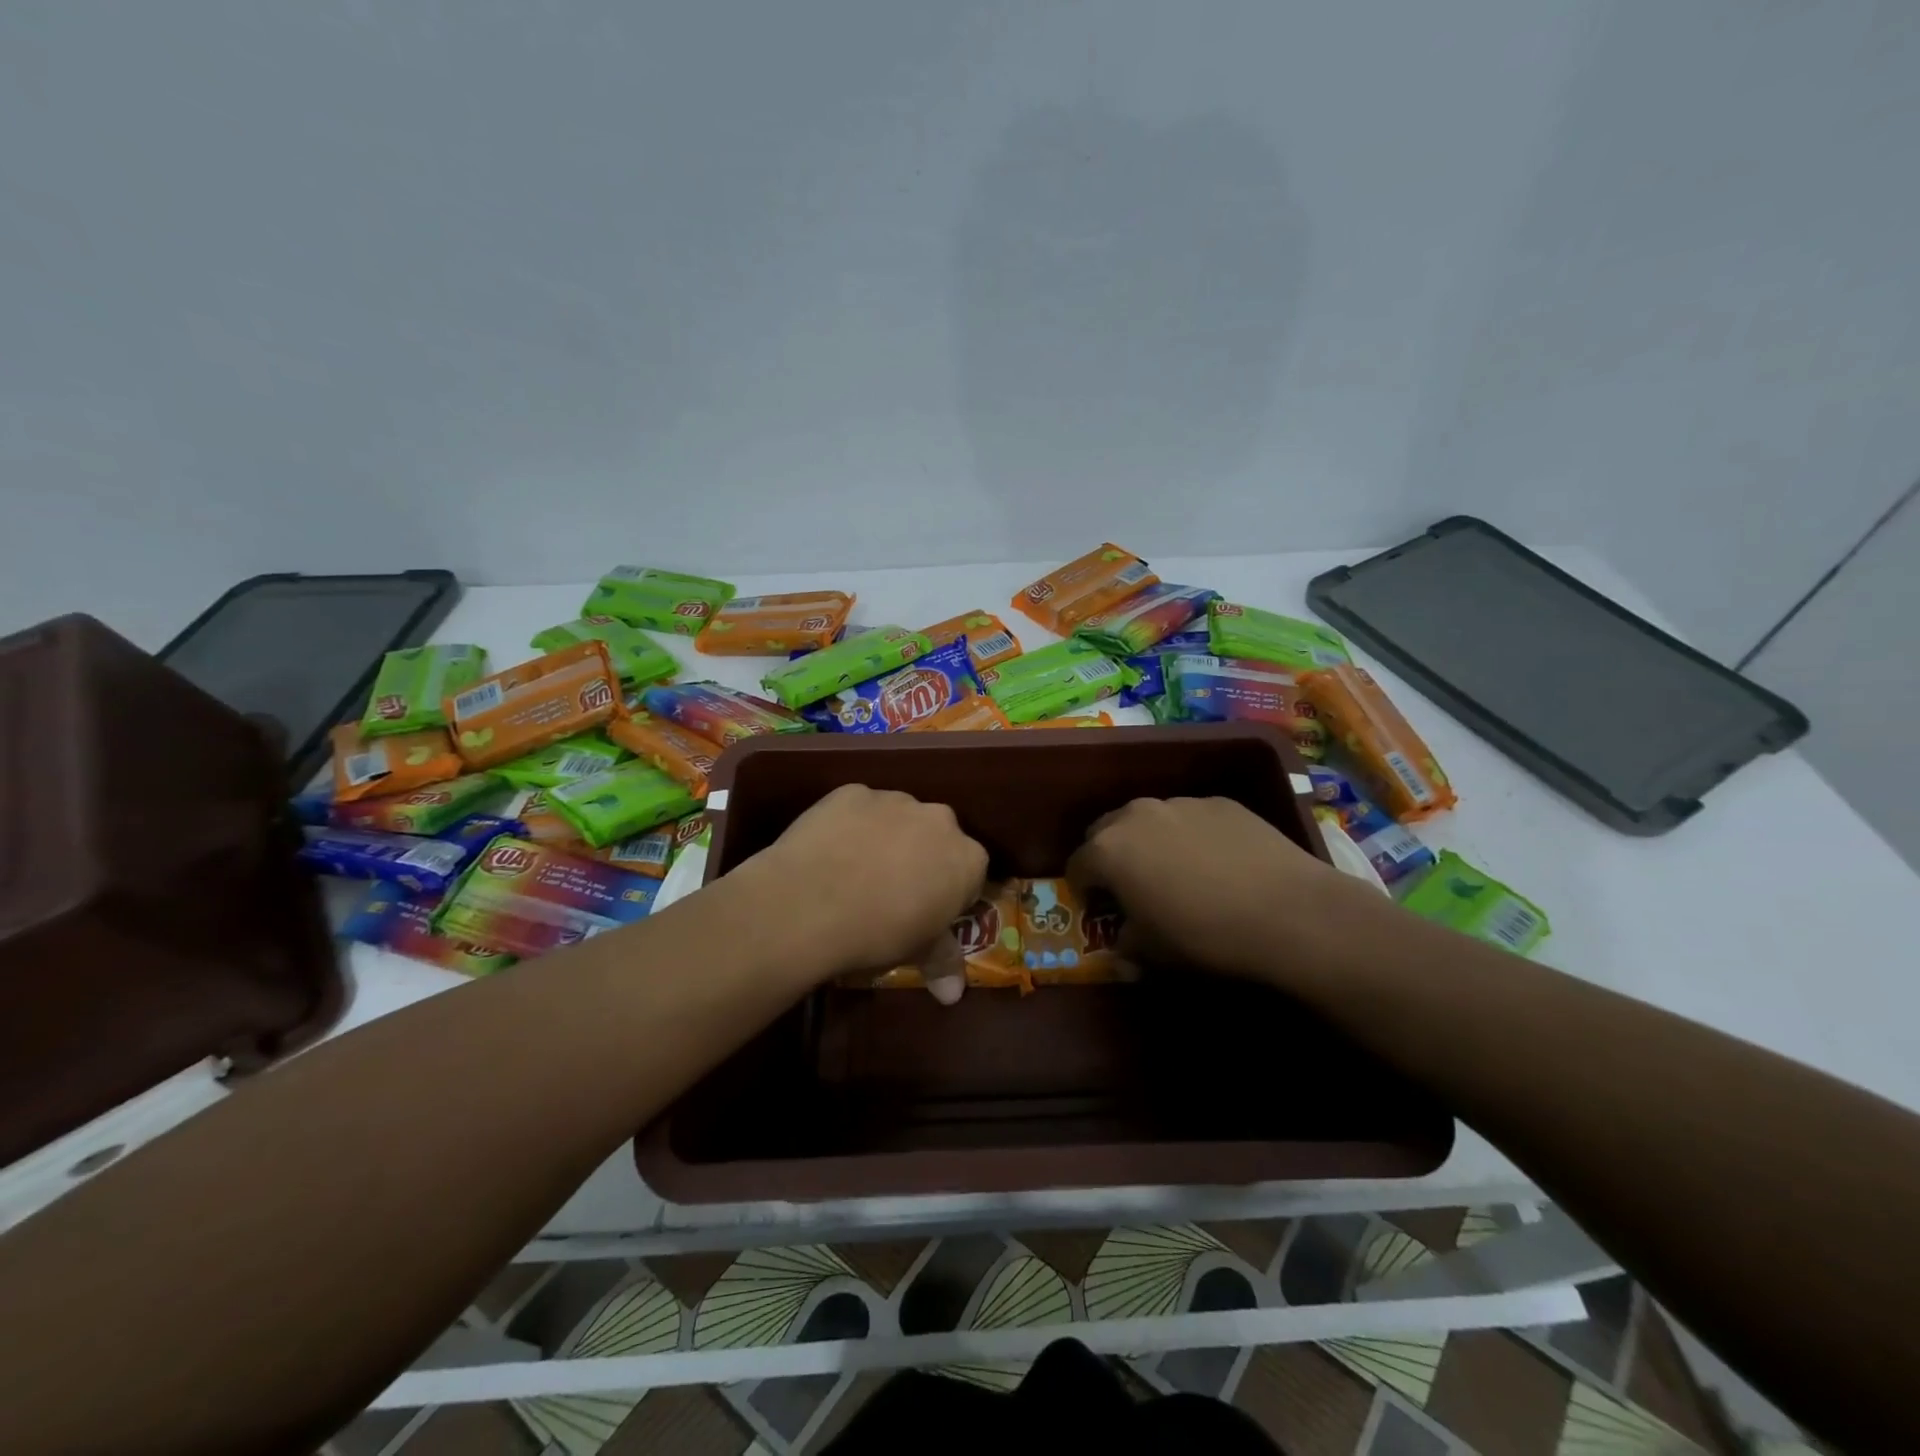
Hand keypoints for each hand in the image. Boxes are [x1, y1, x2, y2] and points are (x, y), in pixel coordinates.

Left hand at [735, 785, 987, 998]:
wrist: (809, 903)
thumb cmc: (877, 933)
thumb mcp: (916, 952)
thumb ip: (942, 962)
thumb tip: (953, 995)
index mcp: (966, 858)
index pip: (970, 874)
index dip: (949, 894)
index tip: (927, 912)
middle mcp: (939, 819)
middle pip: (937, 838)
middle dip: (921, 859)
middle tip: (892, 892)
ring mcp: (894, 800)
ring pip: (898, 818)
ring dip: (886, 838)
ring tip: (854, 872)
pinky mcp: (852, 792)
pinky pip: (859, 809)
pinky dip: (850, 826)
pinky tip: (828, 853)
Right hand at [1067, 796, 1384, 986]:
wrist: (1289, 912)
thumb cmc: (1205, 936)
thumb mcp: (1153, 953)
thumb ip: (1126, 943)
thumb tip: (1124, 941)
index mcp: (1109, 849)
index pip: (1077, 865)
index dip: (1083, 890)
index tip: (1097, 909)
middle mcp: (1137, 815)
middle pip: (1106, 831)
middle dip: (1110, 857)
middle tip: (1130, 887)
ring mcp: (1182, 803)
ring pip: (1150, 820)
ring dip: (1150, 843)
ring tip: (1178, 873)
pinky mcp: (1222, 803)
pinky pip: (1191, 818)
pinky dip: (1191, 836)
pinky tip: (1218, 864)